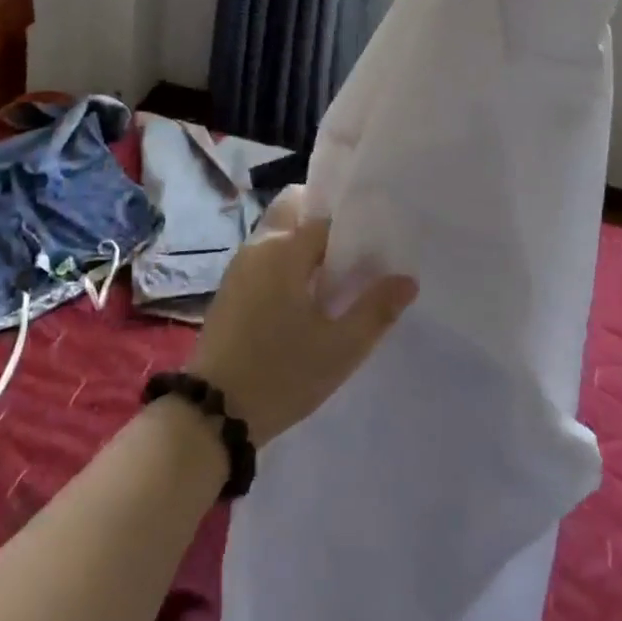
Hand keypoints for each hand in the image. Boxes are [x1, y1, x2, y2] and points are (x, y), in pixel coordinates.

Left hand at [189, 186, 416, 443]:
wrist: (214, 413)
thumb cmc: (282, 374)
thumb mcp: (340, 349)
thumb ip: (376, 310)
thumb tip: (407, 280)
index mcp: (285, 248)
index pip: (325, 215)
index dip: (353, 223)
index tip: (377, 237)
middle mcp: (259, 245)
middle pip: (293, 208)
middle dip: (322, 218)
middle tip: (353, 249)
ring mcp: (240, 264)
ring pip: (277, 230)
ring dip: (303, 240)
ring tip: (335, 273)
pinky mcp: (231, 286)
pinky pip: (264, 254)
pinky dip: (285, 259)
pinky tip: (305, 294)